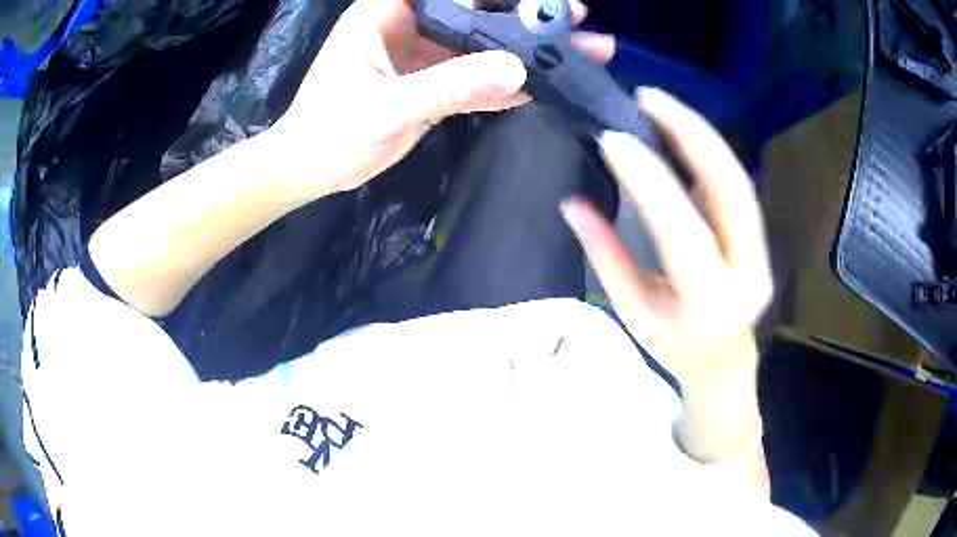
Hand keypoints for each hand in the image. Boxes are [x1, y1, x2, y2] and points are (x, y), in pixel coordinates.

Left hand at [270, 0, 615, 200]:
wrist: (309, 170)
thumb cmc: (328, 132)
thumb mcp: (383, 107)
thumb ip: (447, 86)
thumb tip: (517, 70)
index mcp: (386, 13)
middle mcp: (409, 27)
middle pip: (474, 12)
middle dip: (523, 15)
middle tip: (573, 17)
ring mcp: (424, 57)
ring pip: (482, 46)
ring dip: (525, 50)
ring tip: (578, 50)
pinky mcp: (433, 86)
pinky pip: (476, 80)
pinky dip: (507, 85)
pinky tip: (545, 86)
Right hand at [561, 88, 772, 390]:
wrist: (724, 361)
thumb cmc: (674, 347)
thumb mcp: (633, 313)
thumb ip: (606, 258)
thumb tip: (572, 204)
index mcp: (711, 303)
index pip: (683, 231)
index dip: (649, 182)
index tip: (613, 141)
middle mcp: (747, 271)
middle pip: (729, 188)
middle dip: (691, 133)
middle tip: (649, 97)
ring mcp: (761, 249)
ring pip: (737, 178)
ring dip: (700, 134)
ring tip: (661, 103)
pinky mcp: (759, 234)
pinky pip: (735, 183)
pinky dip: (707, 150)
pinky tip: (681, 129)